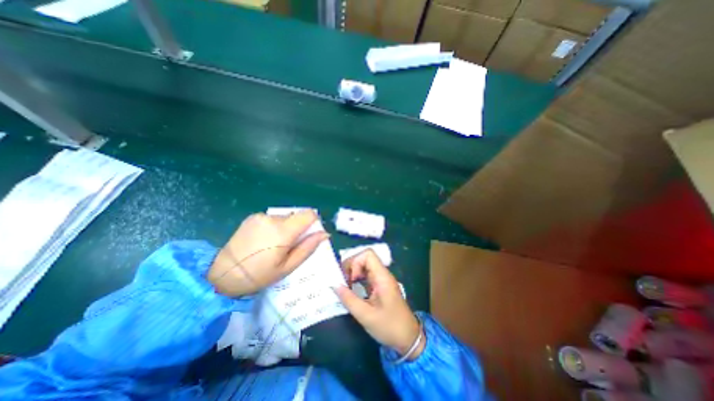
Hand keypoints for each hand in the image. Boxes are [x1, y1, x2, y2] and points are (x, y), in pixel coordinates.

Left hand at [206, 210, 328, 297]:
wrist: (223, 274)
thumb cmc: (259, 275)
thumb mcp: (288, 267)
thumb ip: (308, 247)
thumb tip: (325, 234)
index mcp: (283, 231)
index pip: (308, 214)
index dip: (313, 223)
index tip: (308, 235)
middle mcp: (272, 218)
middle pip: (296, 216)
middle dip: (298, 228)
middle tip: (288, 247)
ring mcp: (261, 216)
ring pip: (285, 217)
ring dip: (285, 228)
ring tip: (273, 245)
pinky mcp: (252, 217)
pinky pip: (272, 218)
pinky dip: (274, 227)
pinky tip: (263, 241)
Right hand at [335, 250, 421, 359]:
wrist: (408, 338)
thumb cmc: (389, 326)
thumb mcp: (366, 316)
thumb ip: (349, 299)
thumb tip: (334, 285)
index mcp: (382, 277)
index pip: (368, 254)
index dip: (356, 262)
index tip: (350, 279)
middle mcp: (382, 274)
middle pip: (364, 259)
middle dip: (351, 267)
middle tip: (343, 282)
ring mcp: (381, 280)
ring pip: (364, 267)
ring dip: (353, 273)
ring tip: (345, 286)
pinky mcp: (380, 286)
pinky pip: (366, 276)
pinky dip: (357, 279)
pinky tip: (351, 290)